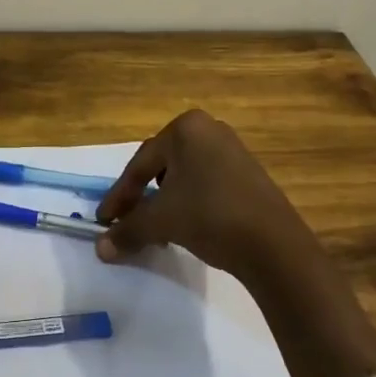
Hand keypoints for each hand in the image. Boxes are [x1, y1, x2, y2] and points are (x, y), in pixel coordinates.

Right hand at [95, 109, 313, 280]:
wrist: (275, 246)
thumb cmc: (210, 216)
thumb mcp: (162, 221)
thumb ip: (128, 229)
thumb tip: (100, 248)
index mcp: (185, 128)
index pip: (141, 164)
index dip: (119, 196)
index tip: (103, 220)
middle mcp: (209, 130)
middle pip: (161, 166)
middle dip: (141, 197)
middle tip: (125, 222)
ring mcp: (232, 150)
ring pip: (184, 176)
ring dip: (164, 202)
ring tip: (154, 228)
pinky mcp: (248, 174)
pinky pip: (206, 183)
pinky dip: (188, 202)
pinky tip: (184, 226)